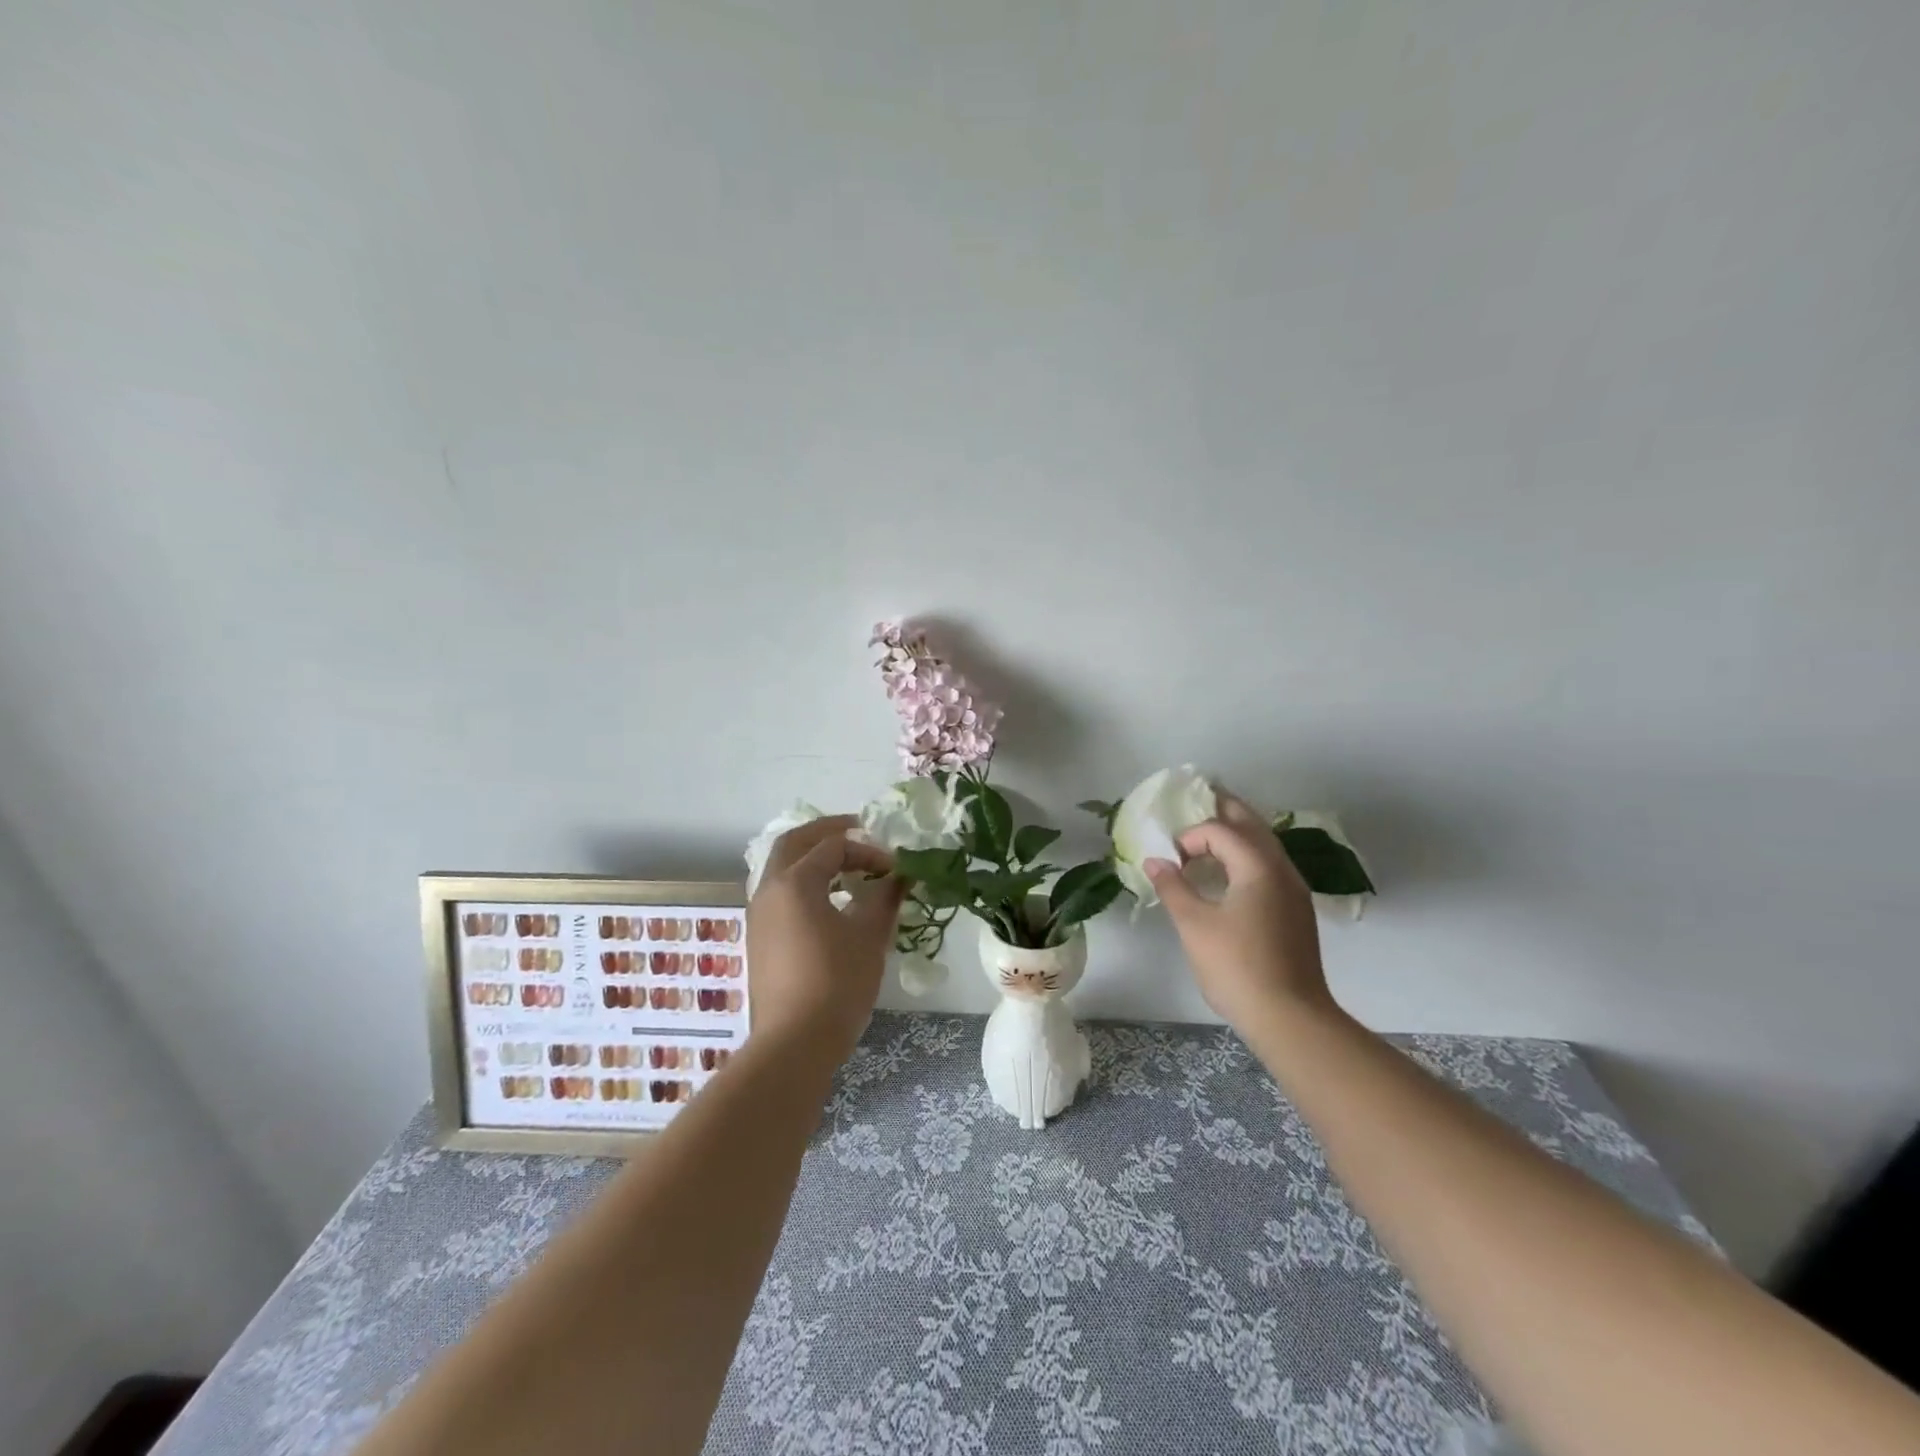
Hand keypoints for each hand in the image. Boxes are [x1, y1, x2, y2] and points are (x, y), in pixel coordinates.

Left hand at [745, 815, 905, 1060]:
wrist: (794, 1043)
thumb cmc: (837, 982)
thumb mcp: (869, 935)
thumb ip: (885, 896)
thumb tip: (901, 874)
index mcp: (795, 882)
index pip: (834, 847)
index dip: (868, 850)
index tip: (895, 868)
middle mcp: (769, 890)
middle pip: (794, 843)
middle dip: (826, 833)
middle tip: (857, 830)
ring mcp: (759, 916)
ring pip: (782, 868)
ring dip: (813, 858)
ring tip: (847, 867)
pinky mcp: (759, 939)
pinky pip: (780, 893)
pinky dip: (804, 883)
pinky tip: (829, 902)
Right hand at [1144, 790, 1334, 1035]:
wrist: (1290, 1018)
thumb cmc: (1237, 966)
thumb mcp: (1194, 925)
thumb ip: (1173, 886)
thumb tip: (1155, 860)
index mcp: (1258, 866)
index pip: (1220, 830)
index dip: (1190, 836)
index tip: (1169, 860)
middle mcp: (1282, 869)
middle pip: (1252, 826)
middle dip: (1224, 811)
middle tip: (1198, 799)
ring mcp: (1294, 891)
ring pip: (1265, 846)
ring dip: (1237, 835)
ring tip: (1209, 836)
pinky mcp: (1296, 912)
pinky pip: (1269, 867)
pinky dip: (1247, 858)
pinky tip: (1230, 876)